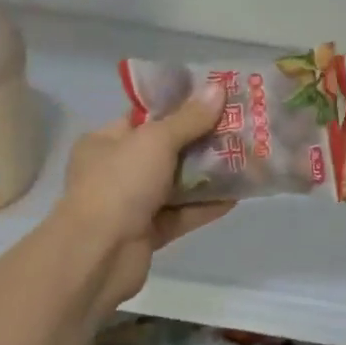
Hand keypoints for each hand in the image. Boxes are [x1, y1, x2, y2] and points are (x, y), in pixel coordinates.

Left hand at [53, 84, 234, 315]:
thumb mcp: (156, 141)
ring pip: (177, 183)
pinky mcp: (148, 233)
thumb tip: (217, 88)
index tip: (215, 98)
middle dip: (202, 140)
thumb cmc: (120, 184)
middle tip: (239, 128)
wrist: (98, 255)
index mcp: (106, 141)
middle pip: (166, 149)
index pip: (146, 116)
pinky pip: (182, 214)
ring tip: (247, 159)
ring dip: (208, 174)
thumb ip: (189, 118)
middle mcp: (116, 170)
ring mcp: (132, 204)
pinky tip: (237, 196)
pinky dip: (206, 206)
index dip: (180, 106)